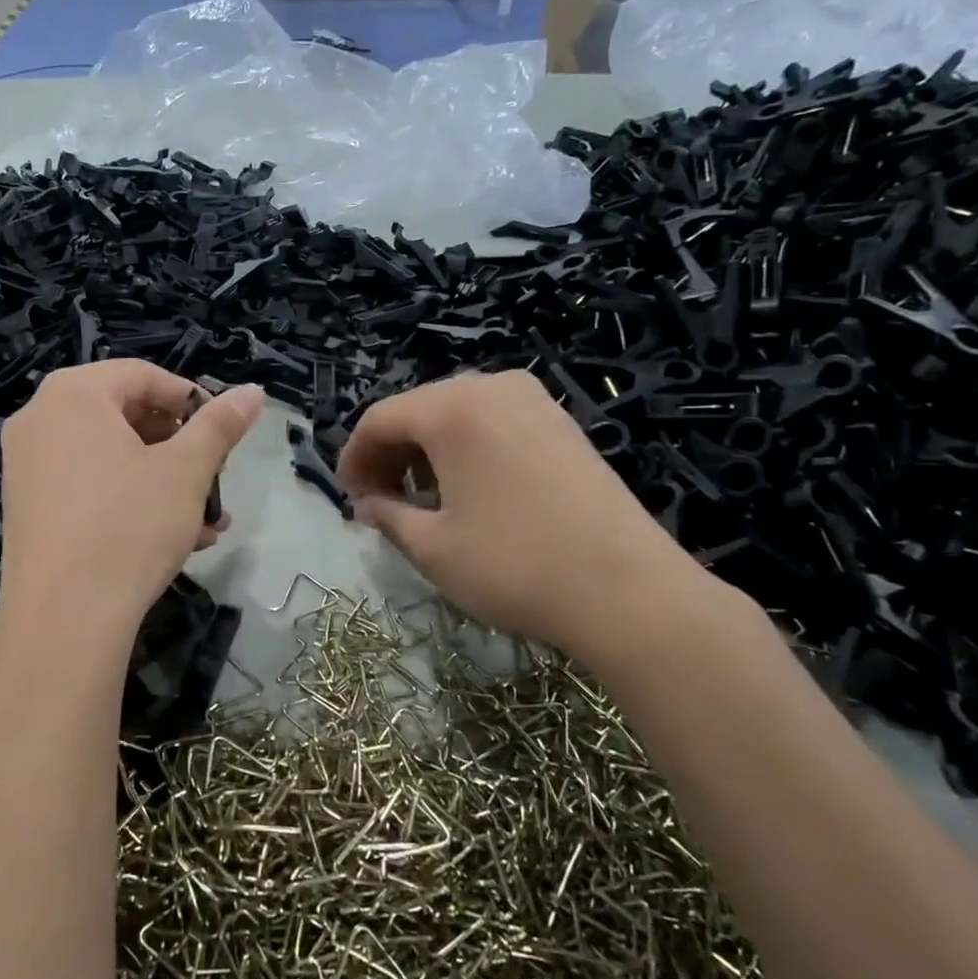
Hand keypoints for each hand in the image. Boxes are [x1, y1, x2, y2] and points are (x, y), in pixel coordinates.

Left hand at [0, 361, 263, 648]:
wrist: (63, 619)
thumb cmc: (129, 525)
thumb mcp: (186, 470)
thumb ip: (220, 425)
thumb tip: (253, 392)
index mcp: (73, 394)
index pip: (142, 375)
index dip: (190, 399)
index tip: (221, 433)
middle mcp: (40, 419)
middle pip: (125, 415)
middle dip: (179, 448)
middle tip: (214, 477)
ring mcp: (26, 466)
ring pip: (110, 458)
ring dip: (164, 482)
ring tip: (206, 520)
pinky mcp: (27, 508)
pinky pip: (88, 488)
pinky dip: (130, 502)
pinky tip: (174, 540)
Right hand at [337, 370, 723, 668]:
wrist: (628, 590)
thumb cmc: (514, 566)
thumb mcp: (433, 548)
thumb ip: (387, 516)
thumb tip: (368, 505)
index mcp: (452, 410)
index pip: (379, 419)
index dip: (353, 456)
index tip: (349, 497)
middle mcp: (491, 388)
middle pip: (418, 410)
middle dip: (390, 453)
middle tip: (379, 500)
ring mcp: (533, 401)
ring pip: (456, 414)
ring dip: (427, 451)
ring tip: (422, 499)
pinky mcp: (561, 423)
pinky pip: (493, 422)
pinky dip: (466, 448)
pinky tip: (469, 489)